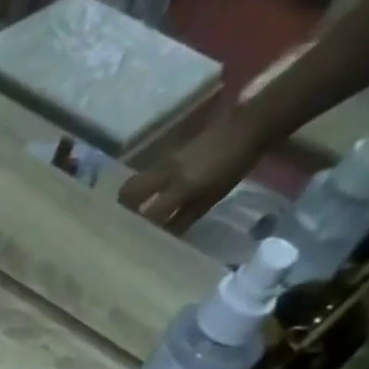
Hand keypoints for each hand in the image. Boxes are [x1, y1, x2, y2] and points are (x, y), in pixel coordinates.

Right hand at [118, 115, 268, 232]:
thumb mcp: (210, 199)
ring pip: (135, 181)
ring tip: (134, 212)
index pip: (149, 213)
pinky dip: (143, 188)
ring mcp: (165, 161)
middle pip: (129, 191)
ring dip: (131, 197)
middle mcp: (166, 173)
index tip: (133, 240)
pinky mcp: (168, 155)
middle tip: (126, 222)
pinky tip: (149, 196)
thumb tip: (165, 238)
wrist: (246, 128)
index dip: (139, 228)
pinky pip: (146, 174)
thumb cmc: (233, 167)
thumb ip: (184, 218)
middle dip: (123, 208)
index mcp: (181, 186)